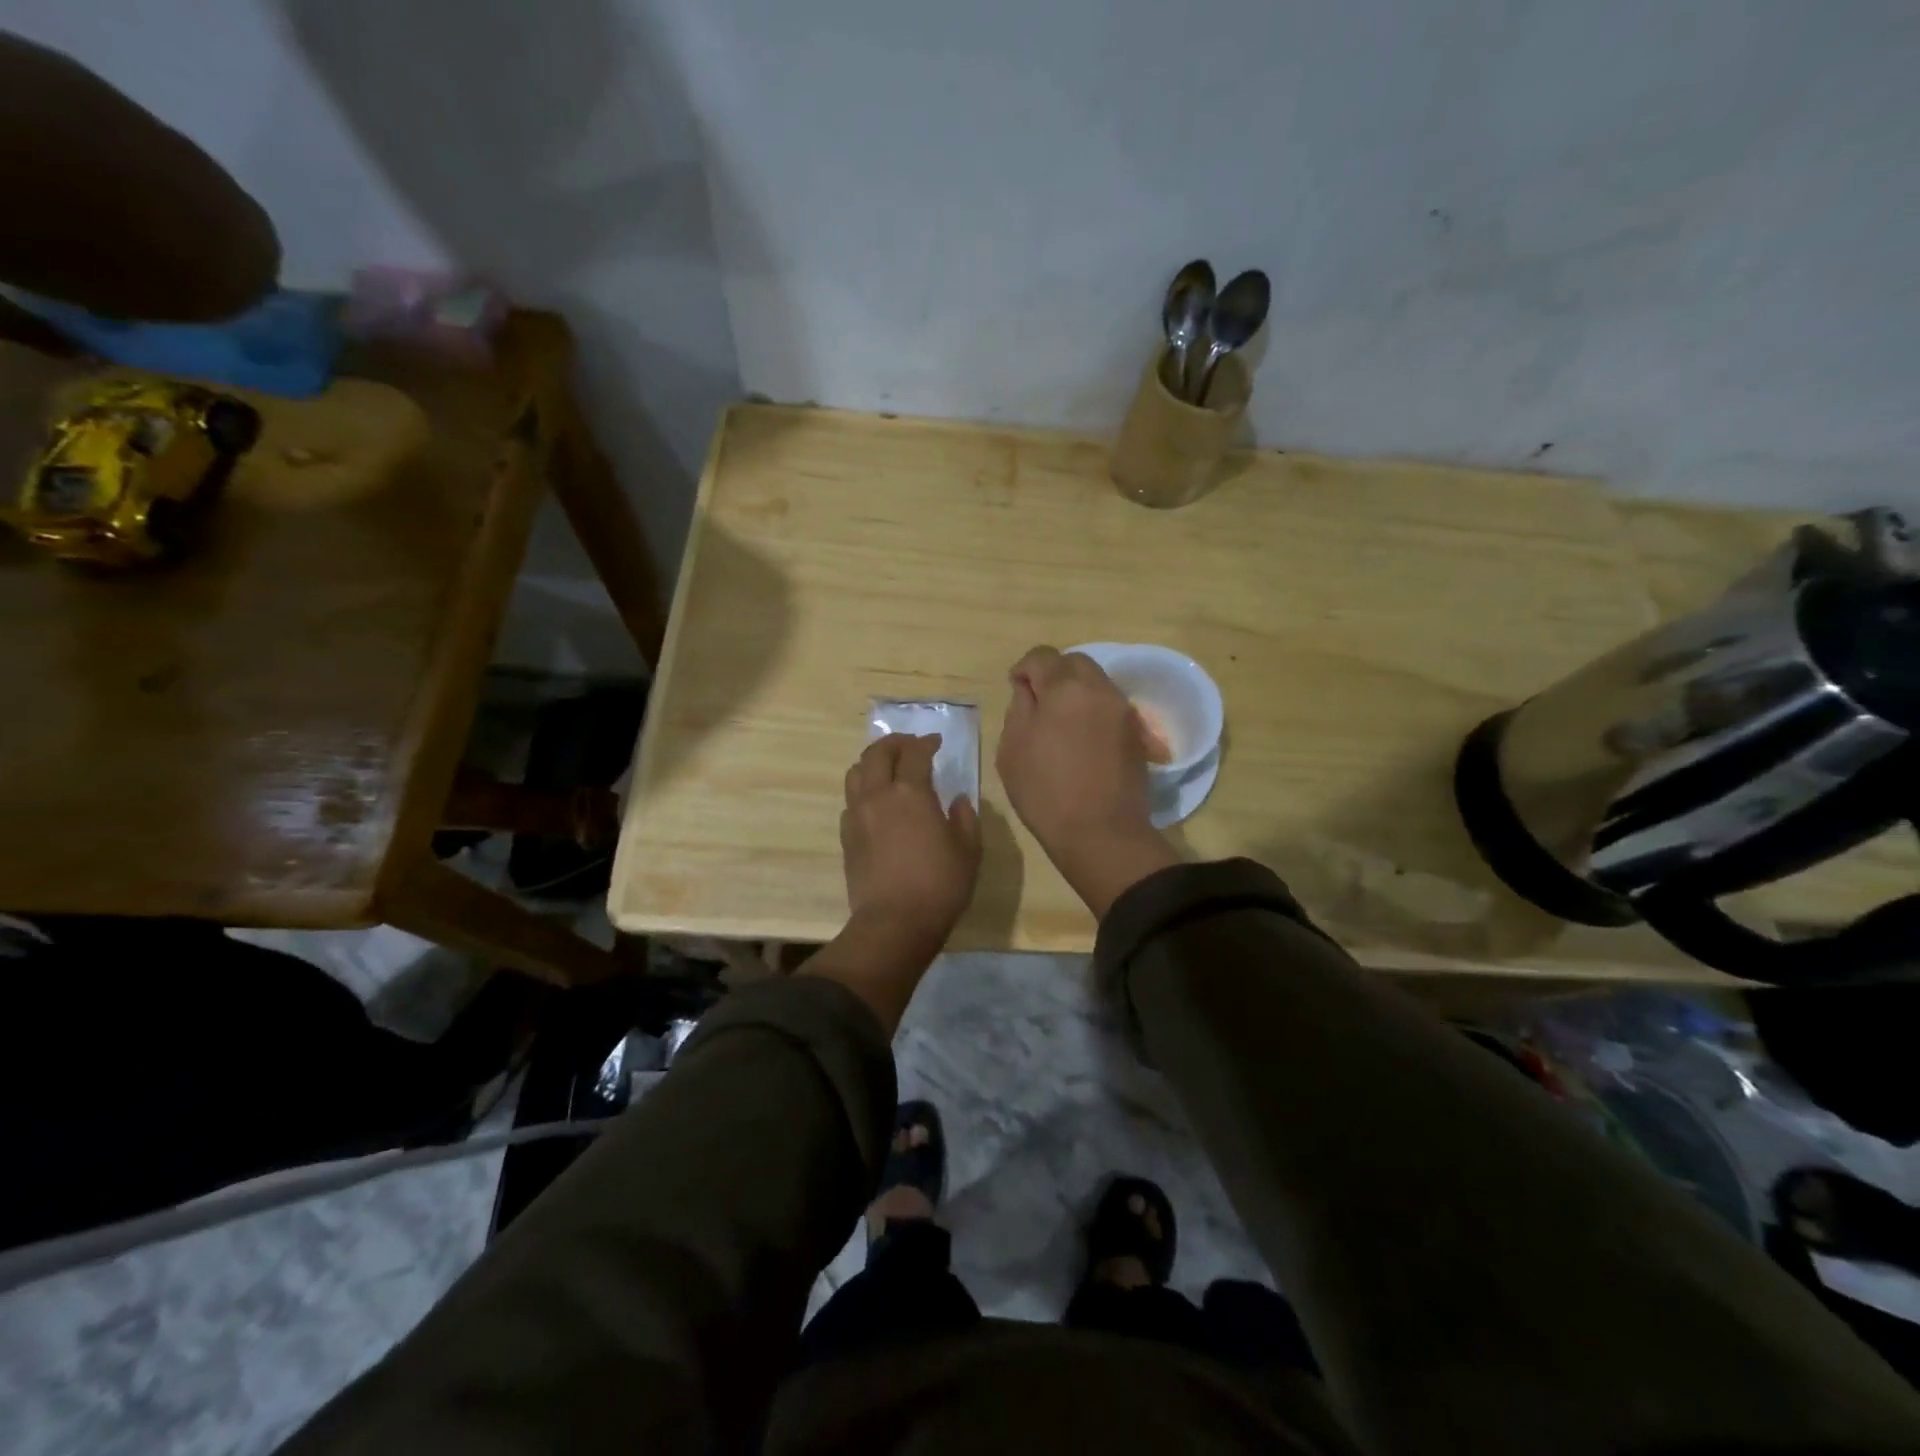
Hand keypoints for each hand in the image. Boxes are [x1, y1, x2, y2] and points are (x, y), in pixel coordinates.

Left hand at [840, 733, 980, 956]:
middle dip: (894, 743)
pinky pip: (851, 801)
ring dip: (873, 762)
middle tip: (910, 746)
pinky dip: (864, 791)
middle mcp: (878, 796)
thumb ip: (965, 818)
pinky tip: (877, 803)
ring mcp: (857, 815)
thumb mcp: (968, 851)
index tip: (936, 742)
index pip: (915, 753)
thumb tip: (958, 800)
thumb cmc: (939, 885)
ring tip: (888, 769)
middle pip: (877, 753)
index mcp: (911, 793)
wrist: (894, 923)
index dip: (926, 743)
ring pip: (856, 773)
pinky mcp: (846, 836)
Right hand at [997, 647, 1177, 915]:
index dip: (1025, 668)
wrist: (1101, 833)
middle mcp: (1100, 689)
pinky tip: (1081, 738)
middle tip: (1038, 703)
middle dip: (1054, 674)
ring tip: (1060, 723)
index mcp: (1065, 688)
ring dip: (1075, 691)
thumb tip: (1029, 690)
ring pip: (1096, 682)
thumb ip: (1019, 708)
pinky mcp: (1136, 733)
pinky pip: (1109, 706)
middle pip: (1075, 662)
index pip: (1042, 656)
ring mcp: (1123, 710)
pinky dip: (1092, 710)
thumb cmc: (1046, 792)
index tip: (1016, 689)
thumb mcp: (1013, 749)